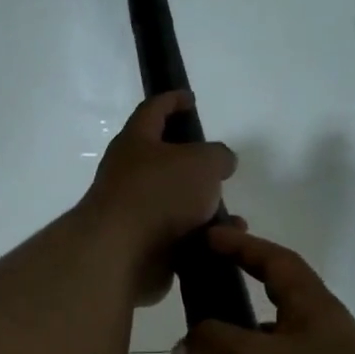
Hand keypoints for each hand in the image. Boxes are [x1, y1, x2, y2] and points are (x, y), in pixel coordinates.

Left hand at [81, 91, 236, 305]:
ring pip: (175, 202)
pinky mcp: (142, 244)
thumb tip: (219, 162)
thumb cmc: (160, 193)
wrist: (122, 254)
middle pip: (163, 160)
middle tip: (218, 166)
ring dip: (203, 207)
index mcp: (136, 142)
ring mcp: (134, 211)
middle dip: (192, 163)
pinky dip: (201, 237)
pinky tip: (222, 241)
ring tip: (233, 216)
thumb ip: (217, 155)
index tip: (190, 99)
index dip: (172, 100)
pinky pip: (178, 235)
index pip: (153, 110)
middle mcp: (129, 173)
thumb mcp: (202, 162)